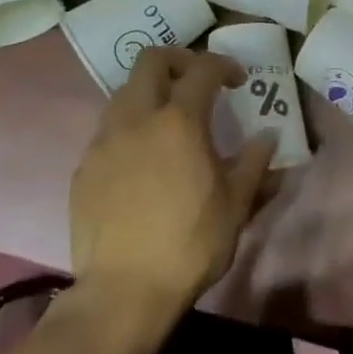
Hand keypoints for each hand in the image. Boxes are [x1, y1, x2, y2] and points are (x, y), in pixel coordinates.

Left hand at [70, 47, 274, 309]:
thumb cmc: (190, 245)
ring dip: (150, 93)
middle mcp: (137, 118)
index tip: (238, 81)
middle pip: (151, 60)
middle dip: (178, 60)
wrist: (123, 293)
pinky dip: (129, 129)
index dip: (224, 65)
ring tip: (168, 122)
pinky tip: (142, 161)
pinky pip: (107, 130)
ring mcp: (104, 141)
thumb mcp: (236, 205)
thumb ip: (255, 163)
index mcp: (179, 121)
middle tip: (197, 82)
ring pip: (124, 92)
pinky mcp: (84, 168)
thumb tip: (268, 137)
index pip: (203, 68)